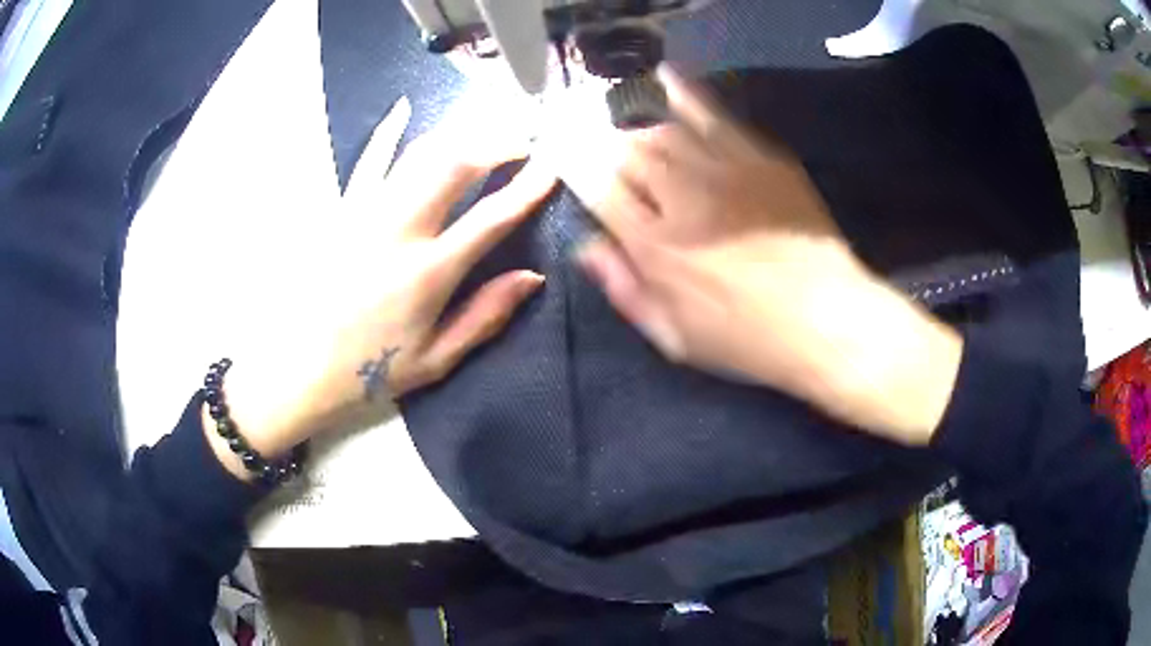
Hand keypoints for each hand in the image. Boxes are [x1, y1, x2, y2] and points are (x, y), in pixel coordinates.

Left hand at [210, 98, 555, 476]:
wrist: (298, 369)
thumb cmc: (370, 370)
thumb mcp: (436, 360)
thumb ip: (485, 316)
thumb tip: (532, 277)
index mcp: (428, 273)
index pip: (491, 217)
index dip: (528, 188)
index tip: (552, 167)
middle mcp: (399, 231)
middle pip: (455, 165)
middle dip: (497, 142)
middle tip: (524, 138)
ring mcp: (366, 214)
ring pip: (419, 153)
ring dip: (459, 132)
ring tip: (486, 124)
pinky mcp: (341, 209)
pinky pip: (369, 159)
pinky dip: (388, 129)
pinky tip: (404, 106)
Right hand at [555, 67, 961, 444]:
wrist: (827, 318)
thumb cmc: (749, 338)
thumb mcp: (676, 338)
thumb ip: (627, 291)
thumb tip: (587, 249)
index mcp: (656, 248)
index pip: (599, 190)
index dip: (574, 164)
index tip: (561, 149)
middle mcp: (682, 199)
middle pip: (627, 150)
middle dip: (602, 135)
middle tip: (590, 124)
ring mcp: (724, 171)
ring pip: (664, 124)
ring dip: (633, 108)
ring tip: (615, 93)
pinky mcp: (760, 158)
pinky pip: (715, 115)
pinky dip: (686, 94)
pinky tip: (669, 79)